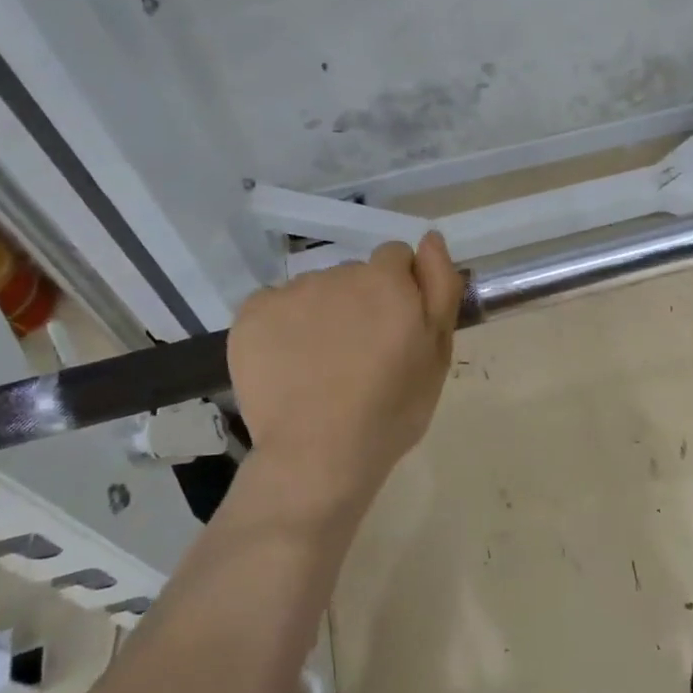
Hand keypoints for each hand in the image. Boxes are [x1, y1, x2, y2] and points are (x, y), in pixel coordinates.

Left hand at [229, 233, 462, 517]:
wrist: (318, 454)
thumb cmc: (391, 410)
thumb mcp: (438, 353)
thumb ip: (440, 287)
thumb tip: (430, 238)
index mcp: (386, 281)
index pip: (395, 257)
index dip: (400, 290)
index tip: (395, 328)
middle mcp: (338, 274)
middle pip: (353, 275)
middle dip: (359, 303)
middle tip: (360, 356)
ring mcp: (290, 292)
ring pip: (314, 291)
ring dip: (321, 314)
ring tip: (321, 367)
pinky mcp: (251, 314)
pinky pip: (274, 306)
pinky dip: (281, 327)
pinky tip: (288, 365)